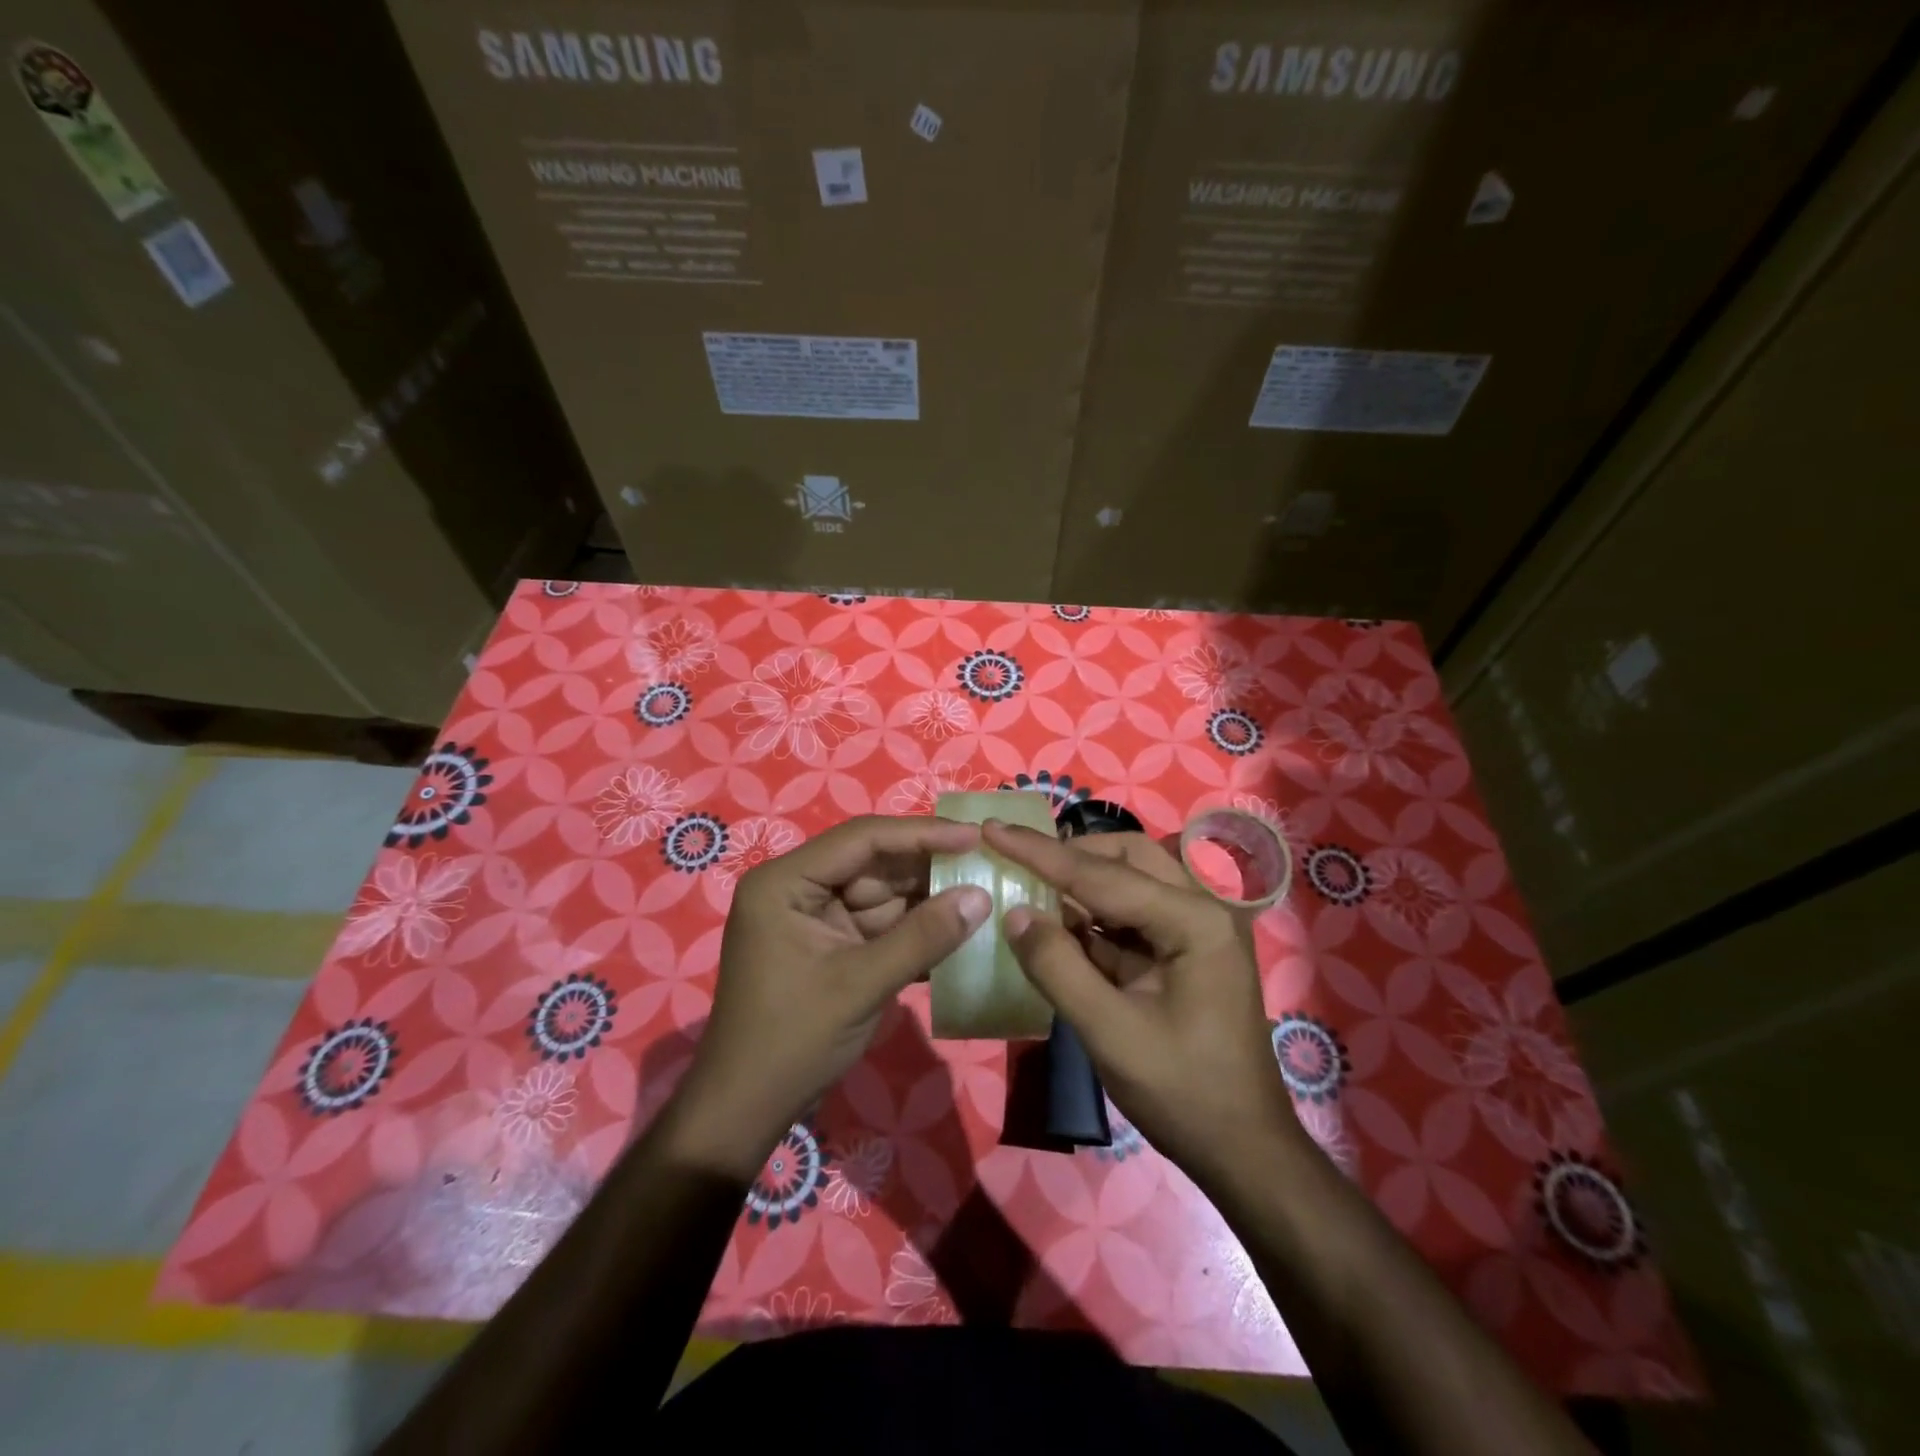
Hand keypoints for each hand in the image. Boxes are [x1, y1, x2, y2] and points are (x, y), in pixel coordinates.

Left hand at [670, 815, 991, 1178]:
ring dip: (930, 900)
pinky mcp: (833, 947)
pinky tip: (960, 931)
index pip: (862, 839)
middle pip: (876, 865)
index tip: (974, 836)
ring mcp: (816, 919)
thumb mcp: (860, 985)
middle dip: (931, 868)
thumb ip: (922, 937)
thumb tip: (982, 896)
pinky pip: (881, 926)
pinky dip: (915, 931)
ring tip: (987, 894)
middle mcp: (799, 889)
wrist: (746, 1112)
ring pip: (885, 895)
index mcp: (786, 882)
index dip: (921, 834)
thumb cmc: (792, 1041)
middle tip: (990, 865)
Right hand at [984, 822, 1305, 1190]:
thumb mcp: (1110, 1034)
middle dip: (1069, 856)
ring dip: (1080, 882)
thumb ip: (1058, 968)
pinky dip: (1093, 914)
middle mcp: (1203, 908)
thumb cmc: (1184, 1093)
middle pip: (1126, 857)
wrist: (1244, 1150)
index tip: (992, 829)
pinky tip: (1059, 924)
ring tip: (1029, 886)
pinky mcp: (1186, 949)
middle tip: (1016, 861)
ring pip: (1130, 879)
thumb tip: (1015, 913)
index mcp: (1194, 920)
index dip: (1040, 853)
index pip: (1102, 875)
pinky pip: (1132, 912)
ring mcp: (1198, 927)